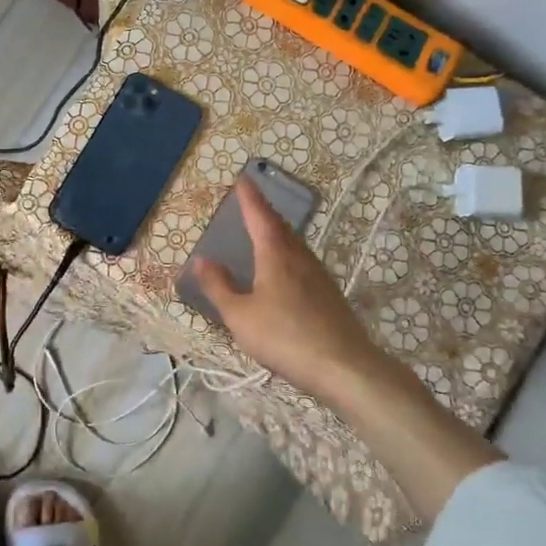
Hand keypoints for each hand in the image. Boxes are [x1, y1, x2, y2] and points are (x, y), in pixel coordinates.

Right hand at [189, 177, 388, 408]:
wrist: (344, 366)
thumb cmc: (284, 337)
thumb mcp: (239, 315)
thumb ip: (219, 287)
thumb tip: (202, 260)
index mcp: (276, 255)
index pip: (260, 217)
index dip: (250, 198)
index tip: (243, 179)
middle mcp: (299, 258)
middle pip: (281, 227)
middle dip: (264, 212)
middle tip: (250, 203)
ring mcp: (318, 276)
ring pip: (294, 244)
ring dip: (278, 232)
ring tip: (264, 231)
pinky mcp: (328, 295)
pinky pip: (302, 262)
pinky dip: (287, 253)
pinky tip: (284, 269)